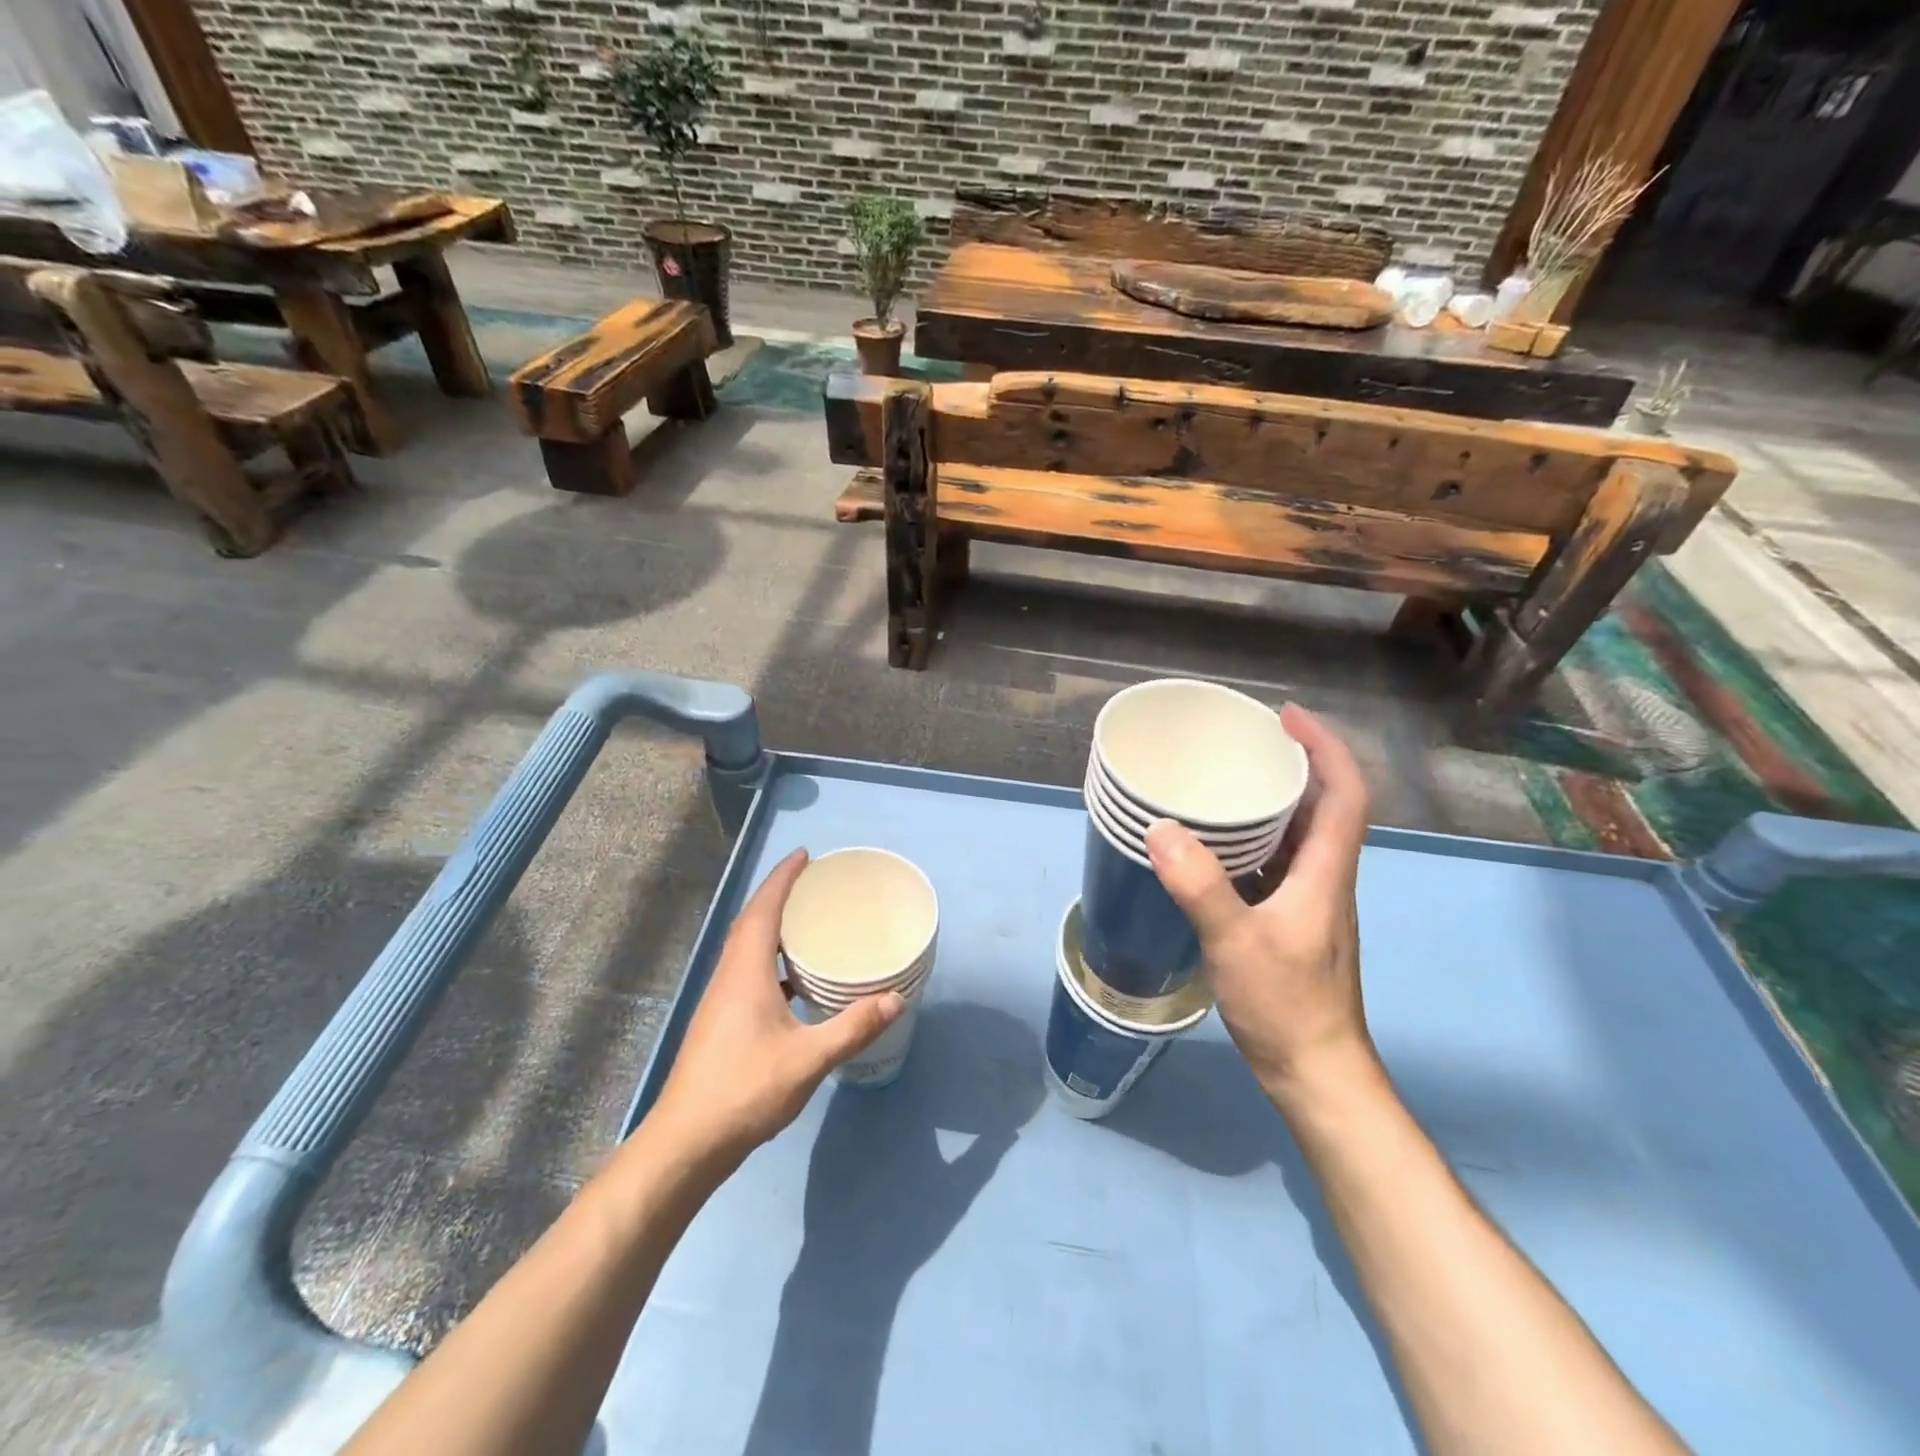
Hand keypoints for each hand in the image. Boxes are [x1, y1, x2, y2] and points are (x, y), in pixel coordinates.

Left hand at [646, 850, 905, 1167]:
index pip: (763, 909)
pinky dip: (770, 959)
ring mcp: (720, 1000)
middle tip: (813, 882)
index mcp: (745, 972)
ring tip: (808, 923)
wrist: (686, 1143)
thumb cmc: (745, 1091)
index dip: (783, 878)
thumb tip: (896, 999)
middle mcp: (729, 976)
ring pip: (746, 947)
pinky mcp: (720, 1021)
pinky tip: (793, 981)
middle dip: (779, 894)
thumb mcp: (808, 1059)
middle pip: (751, 921)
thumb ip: (853, 1027)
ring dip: (772, 926)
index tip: (805, 855)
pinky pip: (746, 970)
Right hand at [1145, 705, 1376, 1104]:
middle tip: (1243, 743)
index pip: (1345, 792)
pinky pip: (1275, 863)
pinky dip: (1251, 841)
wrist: (1316, 1074)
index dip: (1325, 747)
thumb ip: (1201, 888)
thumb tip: (1160, 829)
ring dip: (1272, 802)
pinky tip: (1211, 847)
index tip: (1285, 716)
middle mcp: (1324, 878)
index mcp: (1326, 871)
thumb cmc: (1287, 1006)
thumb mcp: (1237, 943)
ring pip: (1299, 835)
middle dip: (1292, 764)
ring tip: (1223, 782)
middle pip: (1324, 806)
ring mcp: (1309, 902)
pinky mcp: (1290, 922)